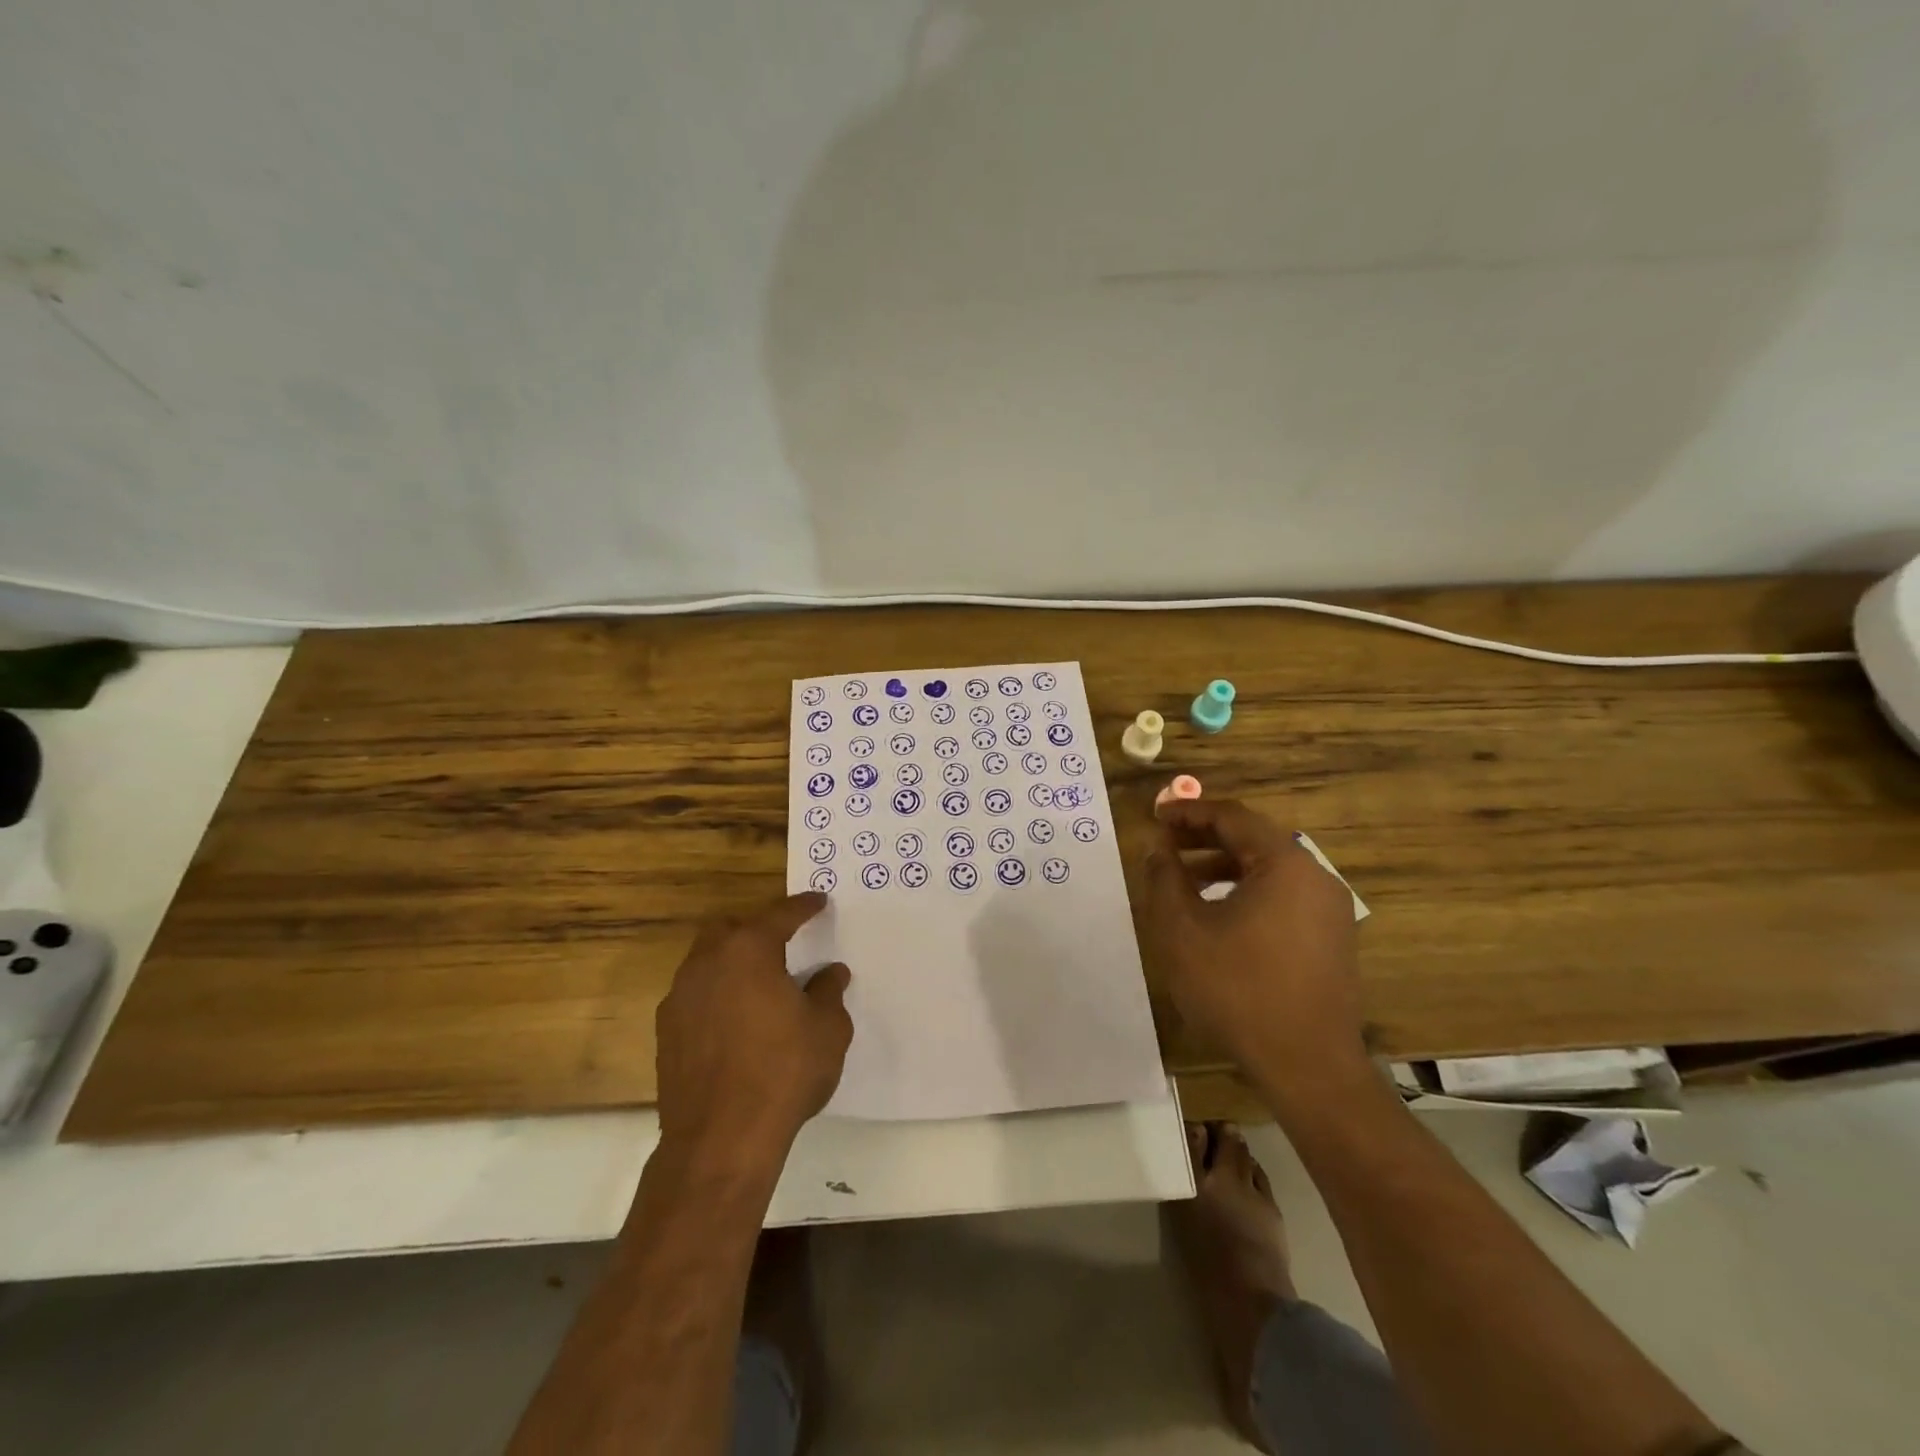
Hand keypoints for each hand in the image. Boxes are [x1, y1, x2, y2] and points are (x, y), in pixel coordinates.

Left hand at [654, 892, 852, 1170]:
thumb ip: (829, 991)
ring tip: (761, 984)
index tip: (818, 901)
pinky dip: (717, 995)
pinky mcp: (666, 1033)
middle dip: (757, 928)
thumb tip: (831, 971)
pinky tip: (737, 1021)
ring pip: (707, 961)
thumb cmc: (783, 1072)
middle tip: (783, 942)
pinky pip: (695, 996)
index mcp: (748, 950)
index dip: (803, 907)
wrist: (720, 1140)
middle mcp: (707, 963)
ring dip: (733, 962)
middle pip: (730, 929)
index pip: (780, 915)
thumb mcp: (827, 1029)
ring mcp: (680, 998)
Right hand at [1142, 799, 1368, 1106]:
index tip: (1155, 814)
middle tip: (1165, 843)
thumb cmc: (1238, 990)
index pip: (1232, 817)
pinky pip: (1283, 897)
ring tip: (1183, 881)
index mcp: (1284, 864)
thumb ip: (1164, 878)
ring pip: (1268, 870)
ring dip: (1223, 867)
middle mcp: (1315, 877)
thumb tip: (1158, 848)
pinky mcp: (1331, 940)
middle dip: (1204, 837)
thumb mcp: (1182, 930)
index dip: (1188, 811)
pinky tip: (1217, 916)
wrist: (1308, 1067)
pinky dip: (1246, 892)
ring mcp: (1329, 910)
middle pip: (1253, 840)